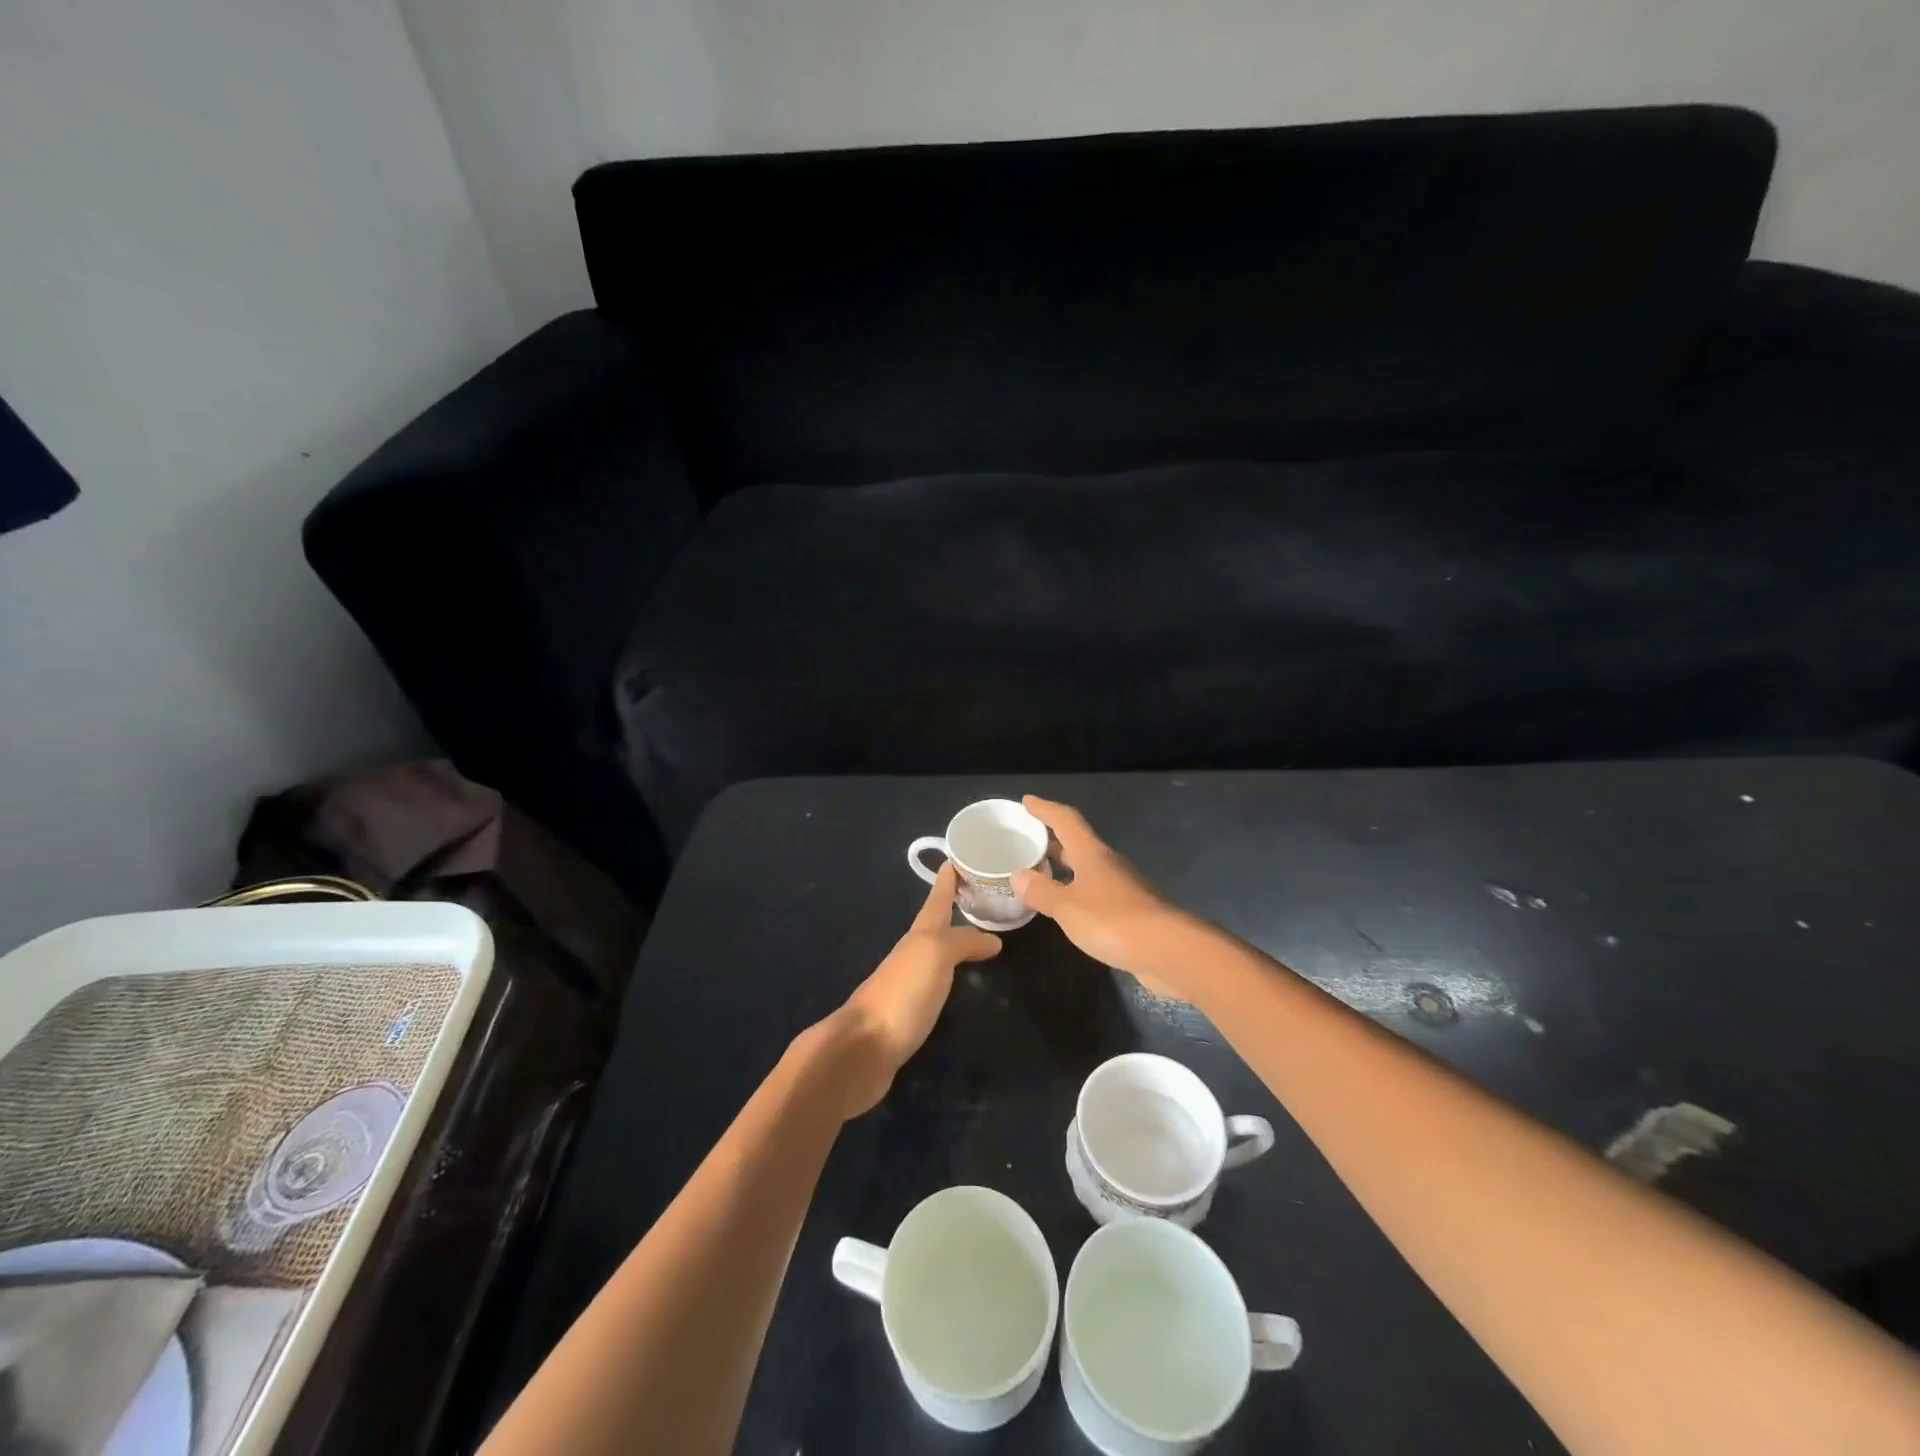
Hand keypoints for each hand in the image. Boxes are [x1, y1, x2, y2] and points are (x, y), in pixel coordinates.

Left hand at [828, 863, 1001, 1116]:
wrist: (862, 1050)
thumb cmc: (902, 994)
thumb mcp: (936, 956)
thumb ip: (964, 942)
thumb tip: (992, 939)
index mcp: (919, 936)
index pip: (937, 900)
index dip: (947, 880)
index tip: (956, 857)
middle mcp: (911, 954)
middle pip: (935, 924)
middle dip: (953, 906)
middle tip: (979, 895)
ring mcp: (907, 983)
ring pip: (934, 952)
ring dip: (953, 940)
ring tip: (977, 935)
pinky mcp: (908, 1012)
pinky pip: (935, 981)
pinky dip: (949, 972)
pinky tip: (958, 980)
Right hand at [1012, 795, 1193, 997]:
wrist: (1169, 950)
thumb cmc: (1113, 920)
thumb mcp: (1067, 906)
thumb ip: (1042, 891)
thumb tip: (1018, 875)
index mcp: (1092, 853)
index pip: (1066, 820)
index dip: (1045, 809)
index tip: (1027, 801)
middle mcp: (1108, 864)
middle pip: (1077, 842)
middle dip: (1052, 838)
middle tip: (1027, 838)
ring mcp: (1122, 887)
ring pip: (1087, 867)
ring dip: (1064, 865)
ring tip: (1040, 870)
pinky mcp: (1130, 911)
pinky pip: (1095, 891)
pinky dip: (1076, 890)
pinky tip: (1067, 904)